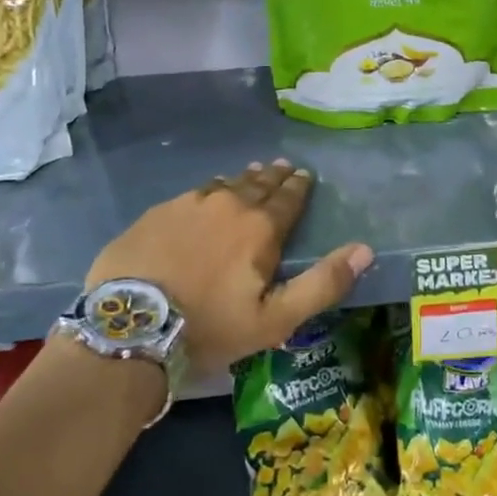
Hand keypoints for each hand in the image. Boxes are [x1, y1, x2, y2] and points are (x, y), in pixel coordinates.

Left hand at [86, 159, 372, 379]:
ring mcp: (187, 205)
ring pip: (223, 185)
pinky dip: (207, 192)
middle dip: (273, 176)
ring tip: (250, 174)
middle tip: (282, 166)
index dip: (299, 187)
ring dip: (241, 180)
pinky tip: (205, 196)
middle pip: (257, 184)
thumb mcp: (276, 319)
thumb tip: (364, 250)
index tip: (304, 174)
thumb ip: (323, 283)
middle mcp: (227, 205)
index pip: (288, 198)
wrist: (131, 328)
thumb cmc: (211, 327)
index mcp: (260, 227)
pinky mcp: (156, 214)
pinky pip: (191, 195)